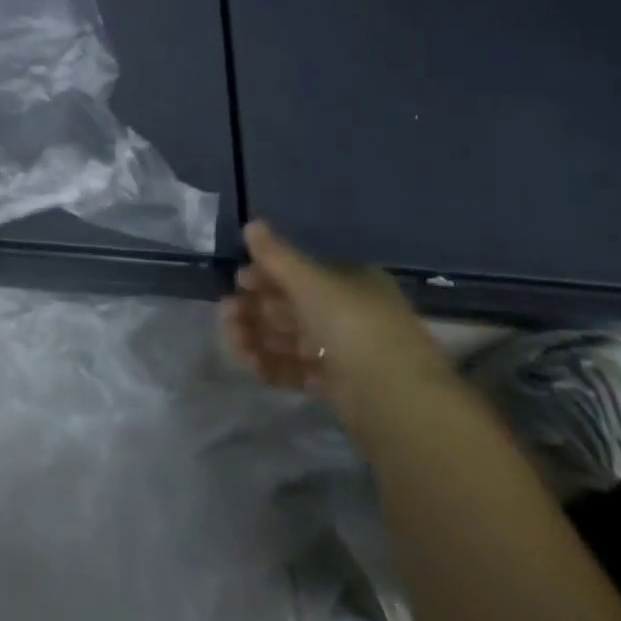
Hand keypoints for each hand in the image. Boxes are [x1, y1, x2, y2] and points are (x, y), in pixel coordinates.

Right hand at [220, 220, 454, 428]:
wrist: (393, 396)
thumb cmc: (352, 323)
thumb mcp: (310, 280)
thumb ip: (276, 255)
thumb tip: (251, 223)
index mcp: (350, 281)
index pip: (301, 273)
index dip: (266, 275)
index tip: (238, 282)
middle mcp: (349, 313)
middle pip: (292, 307)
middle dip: (256, 309)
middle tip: (226, 314)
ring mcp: (345, 352)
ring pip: (292, 339)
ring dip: (258, 338)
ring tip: (234, 343)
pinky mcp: (340, 387)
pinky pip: (299, 370)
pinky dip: (274, 366)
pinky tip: (252, 365)